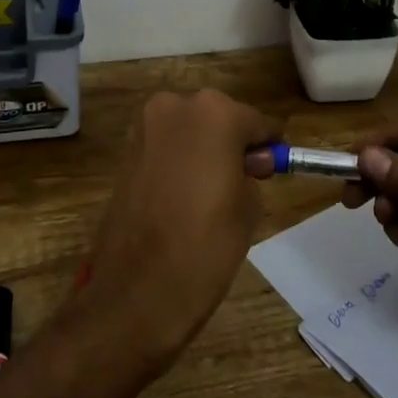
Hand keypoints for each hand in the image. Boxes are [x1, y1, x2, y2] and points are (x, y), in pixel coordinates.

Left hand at [88, 90, 277, 367]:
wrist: (136, 291)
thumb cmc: (205, 244)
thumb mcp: (249, 206)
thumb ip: (251, 172)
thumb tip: (245, 163)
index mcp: (215, 112)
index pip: (256, 123)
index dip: (267, 148)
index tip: (272, 170)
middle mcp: (176, 106)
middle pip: (218, 118)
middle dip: (231, 143)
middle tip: (241, 182)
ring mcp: (145, 127)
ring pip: (189, 131)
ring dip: (203, 151)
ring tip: (210, 194)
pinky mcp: (125, 152)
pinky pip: (166, 148)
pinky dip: (178, 162)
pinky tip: (183, 196)